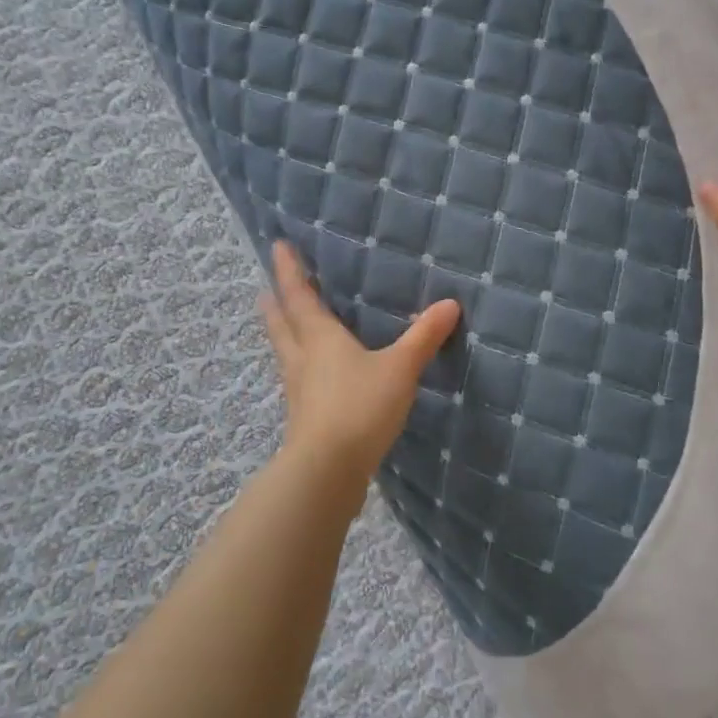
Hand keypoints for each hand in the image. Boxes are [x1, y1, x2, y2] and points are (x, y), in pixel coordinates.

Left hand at [259, 241, 461, 479]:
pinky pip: (299, 380)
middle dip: (277, 304)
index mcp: (319, 338)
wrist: (327, 471)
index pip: (299, 296)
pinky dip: (300, 367)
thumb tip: (449, 303)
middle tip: (268, 290)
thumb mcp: (399, 368)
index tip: (278, 246)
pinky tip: (312, 377)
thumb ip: (423, 337)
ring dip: (284, 334)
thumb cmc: (359, 407)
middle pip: (282, 324)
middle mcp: (302, 359)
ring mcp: (299, 391)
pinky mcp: (304, 418)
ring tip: (285, 325)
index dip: (288, 270)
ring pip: (286, 353)